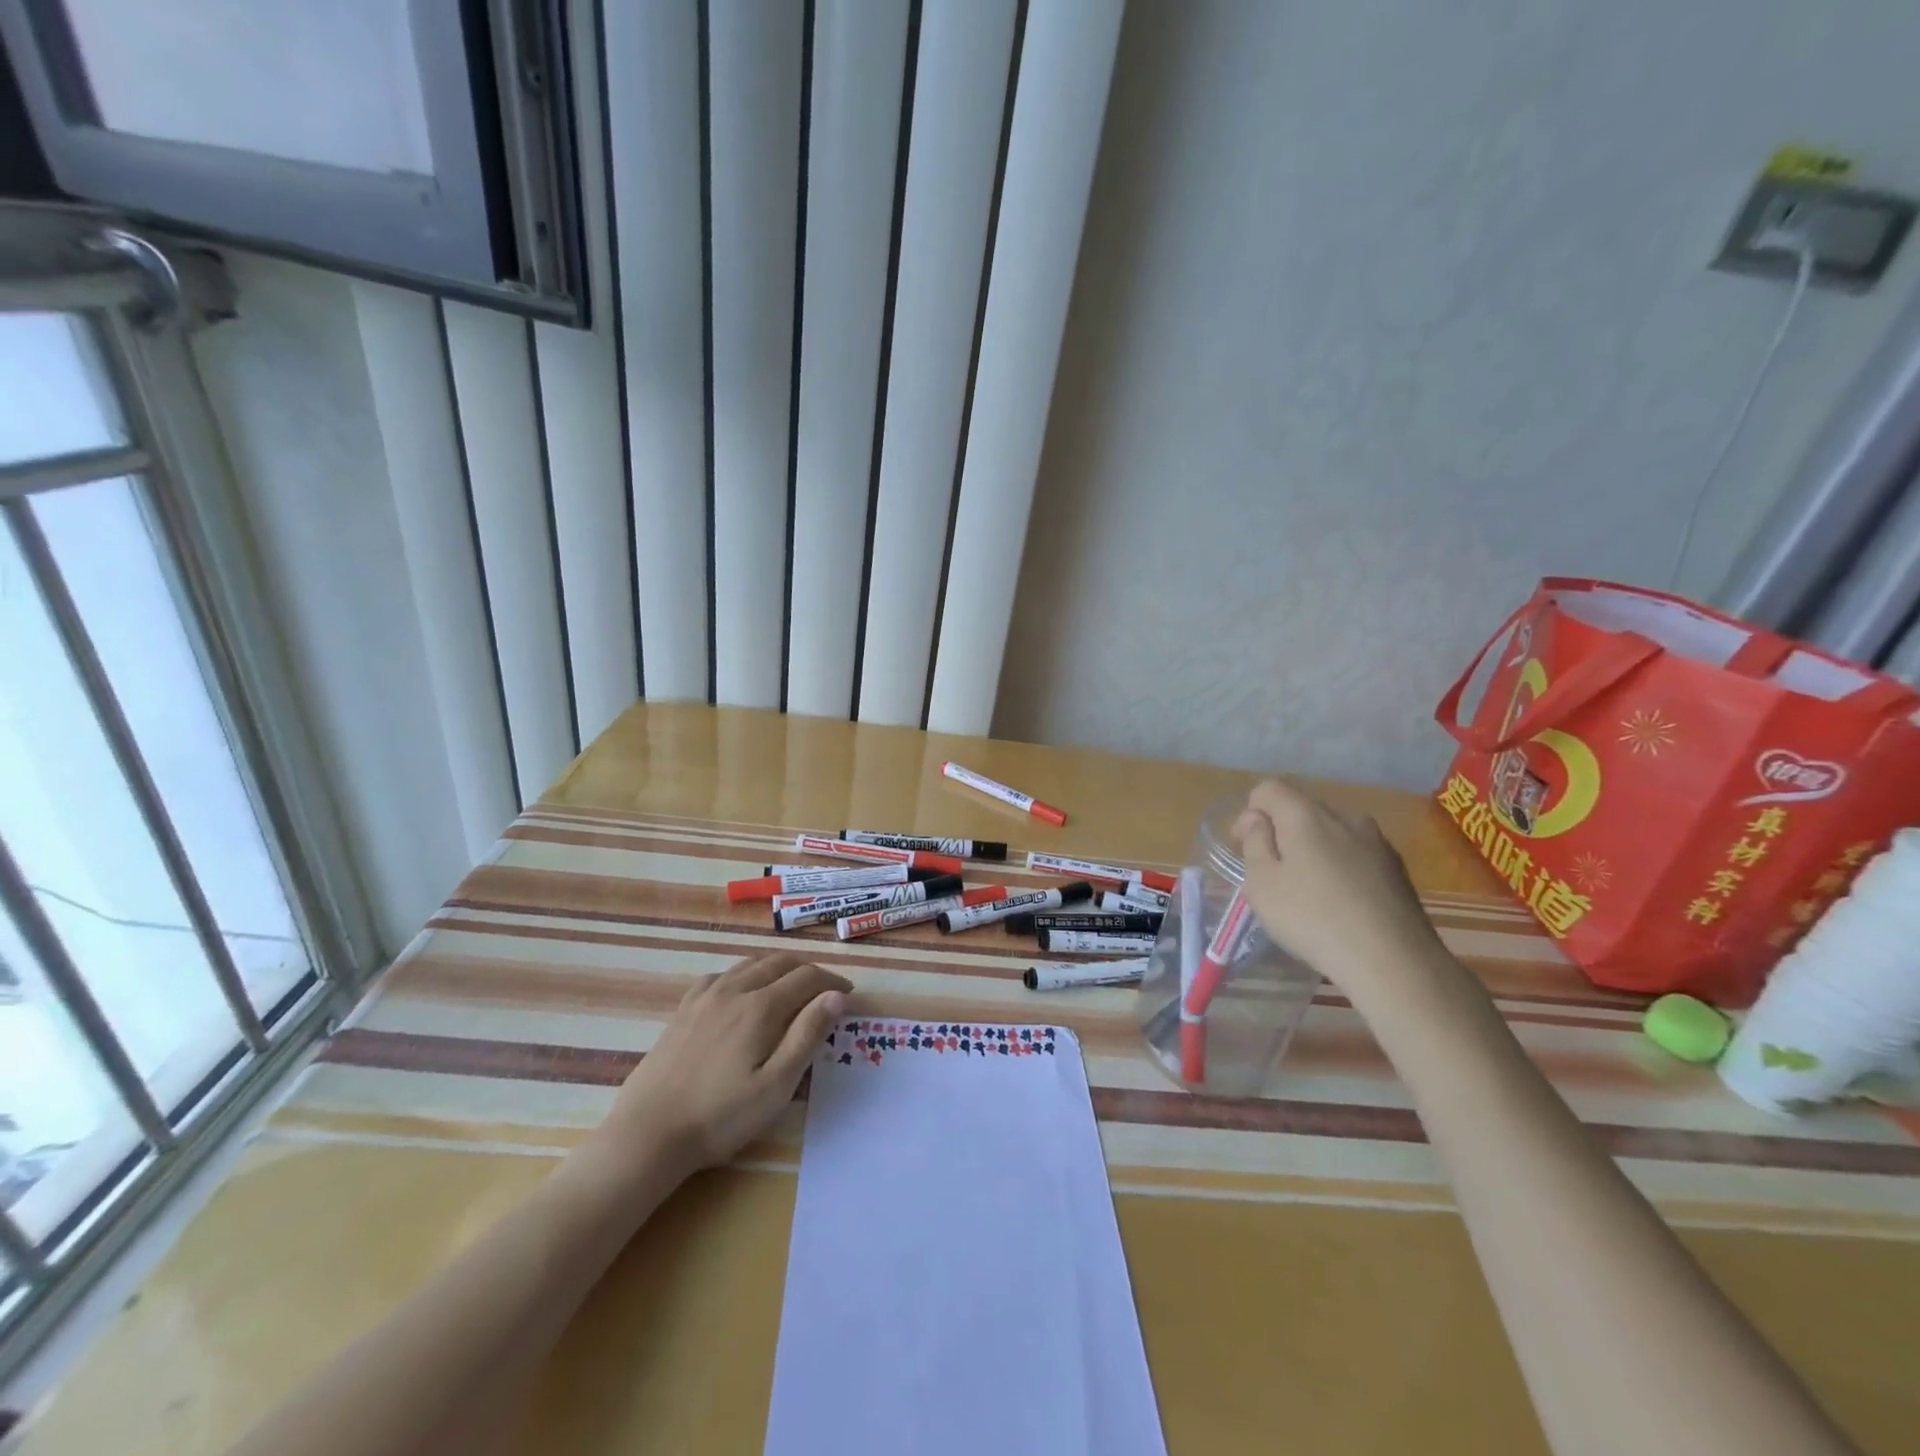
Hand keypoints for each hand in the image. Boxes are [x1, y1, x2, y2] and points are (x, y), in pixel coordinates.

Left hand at [593, 954, 851, 1177]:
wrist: (648, 1134)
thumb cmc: (720, 1117)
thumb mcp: (776, 1086)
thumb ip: (807, 1035)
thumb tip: (836, 997)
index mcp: (761, 1007)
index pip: (807, 978)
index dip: (832, 982)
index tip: (847, 995)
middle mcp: (735, 989)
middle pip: (780, 963)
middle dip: (808, 971)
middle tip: (825, 991)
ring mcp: (705, 996)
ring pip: (751, 964)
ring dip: (778, 968)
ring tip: (791, 986)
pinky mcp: (683, 1009)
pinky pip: (721, 974)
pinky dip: (744, 974)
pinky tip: (743, 990)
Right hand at [1233, 780, 1458, 1012]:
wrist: (1394, 961)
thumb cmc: (1313, 919)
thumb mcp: (1262, 883)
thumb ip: (1254, 842)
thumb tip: (1256, 817)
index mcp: (1306, 815)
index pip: (1268, 789)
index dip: (1249, 814)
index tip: (1244, 849)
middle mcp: (1344, 816)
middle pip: (1301, 809)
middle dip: (1281, 832)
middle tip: (1272, 874)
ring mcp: (1377, 841)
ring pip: (1332, 832)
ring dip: (1314, 850)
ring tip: (1309, 891)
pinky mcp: (1397, 868)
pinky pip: (1356, 854)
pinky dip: (1341, 868)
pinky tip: (1341, 903)